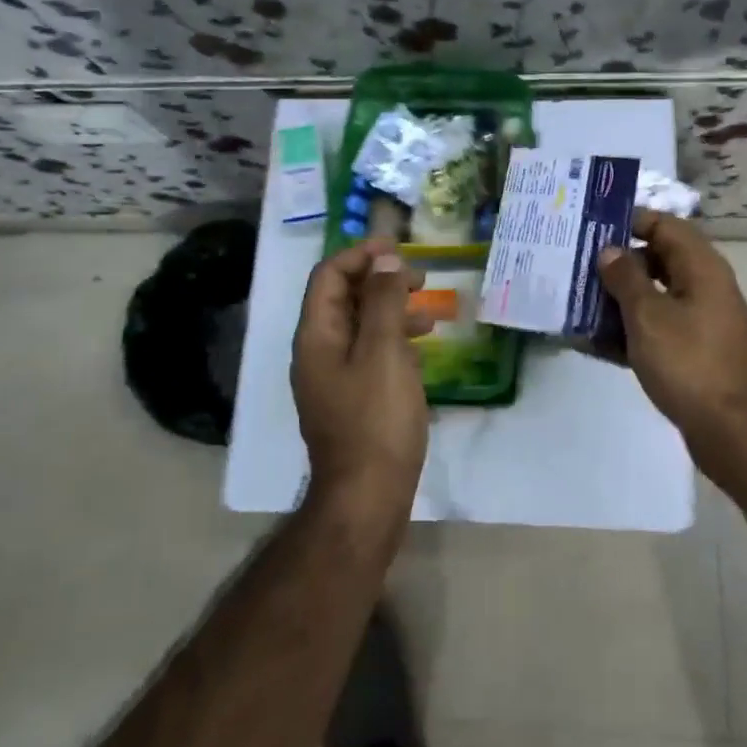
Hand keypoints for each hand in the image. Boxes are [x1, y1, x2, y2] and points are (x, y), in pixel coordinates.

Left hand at [290, 242, 433, 516]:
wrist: (366, 497)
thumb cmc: (377, 420)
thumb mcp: (384, 352)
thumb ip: (383, 301)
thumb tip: (384, 259)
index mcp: (317, 335)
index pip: (329, 276)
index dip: (361, 254)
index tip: (398, 248)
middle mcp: (318, 352)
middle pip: (343, 298)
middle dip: (380, 280)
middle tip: (419, 278)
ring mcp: (332, 378)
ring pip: (360, 326)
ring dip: (391, 310)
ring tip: (428, 312)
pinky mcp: (351, 399)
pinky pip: (369, 354)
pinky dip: (393, 340)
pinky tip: (421, 349)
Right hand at [597, 211, 746, 441]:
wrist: (733, 431)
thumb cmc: (689, 362)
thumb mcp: (648, 315)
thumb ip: (625, 278)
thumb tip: (610, 250)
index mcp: (701, 267)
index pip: (664, 225)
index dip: (629, 221)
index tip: (591, 227)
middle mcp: (704, 287)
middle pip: (656, 260)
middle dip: (617, 263)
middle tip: (576, 265)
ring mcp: (700, 321)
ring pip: (653, 296)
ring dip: (618, 299)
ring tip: (576, 302)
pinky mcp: (693, 352)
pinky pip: (656, 328)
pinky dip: (629, 331)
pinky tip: (593, 342)